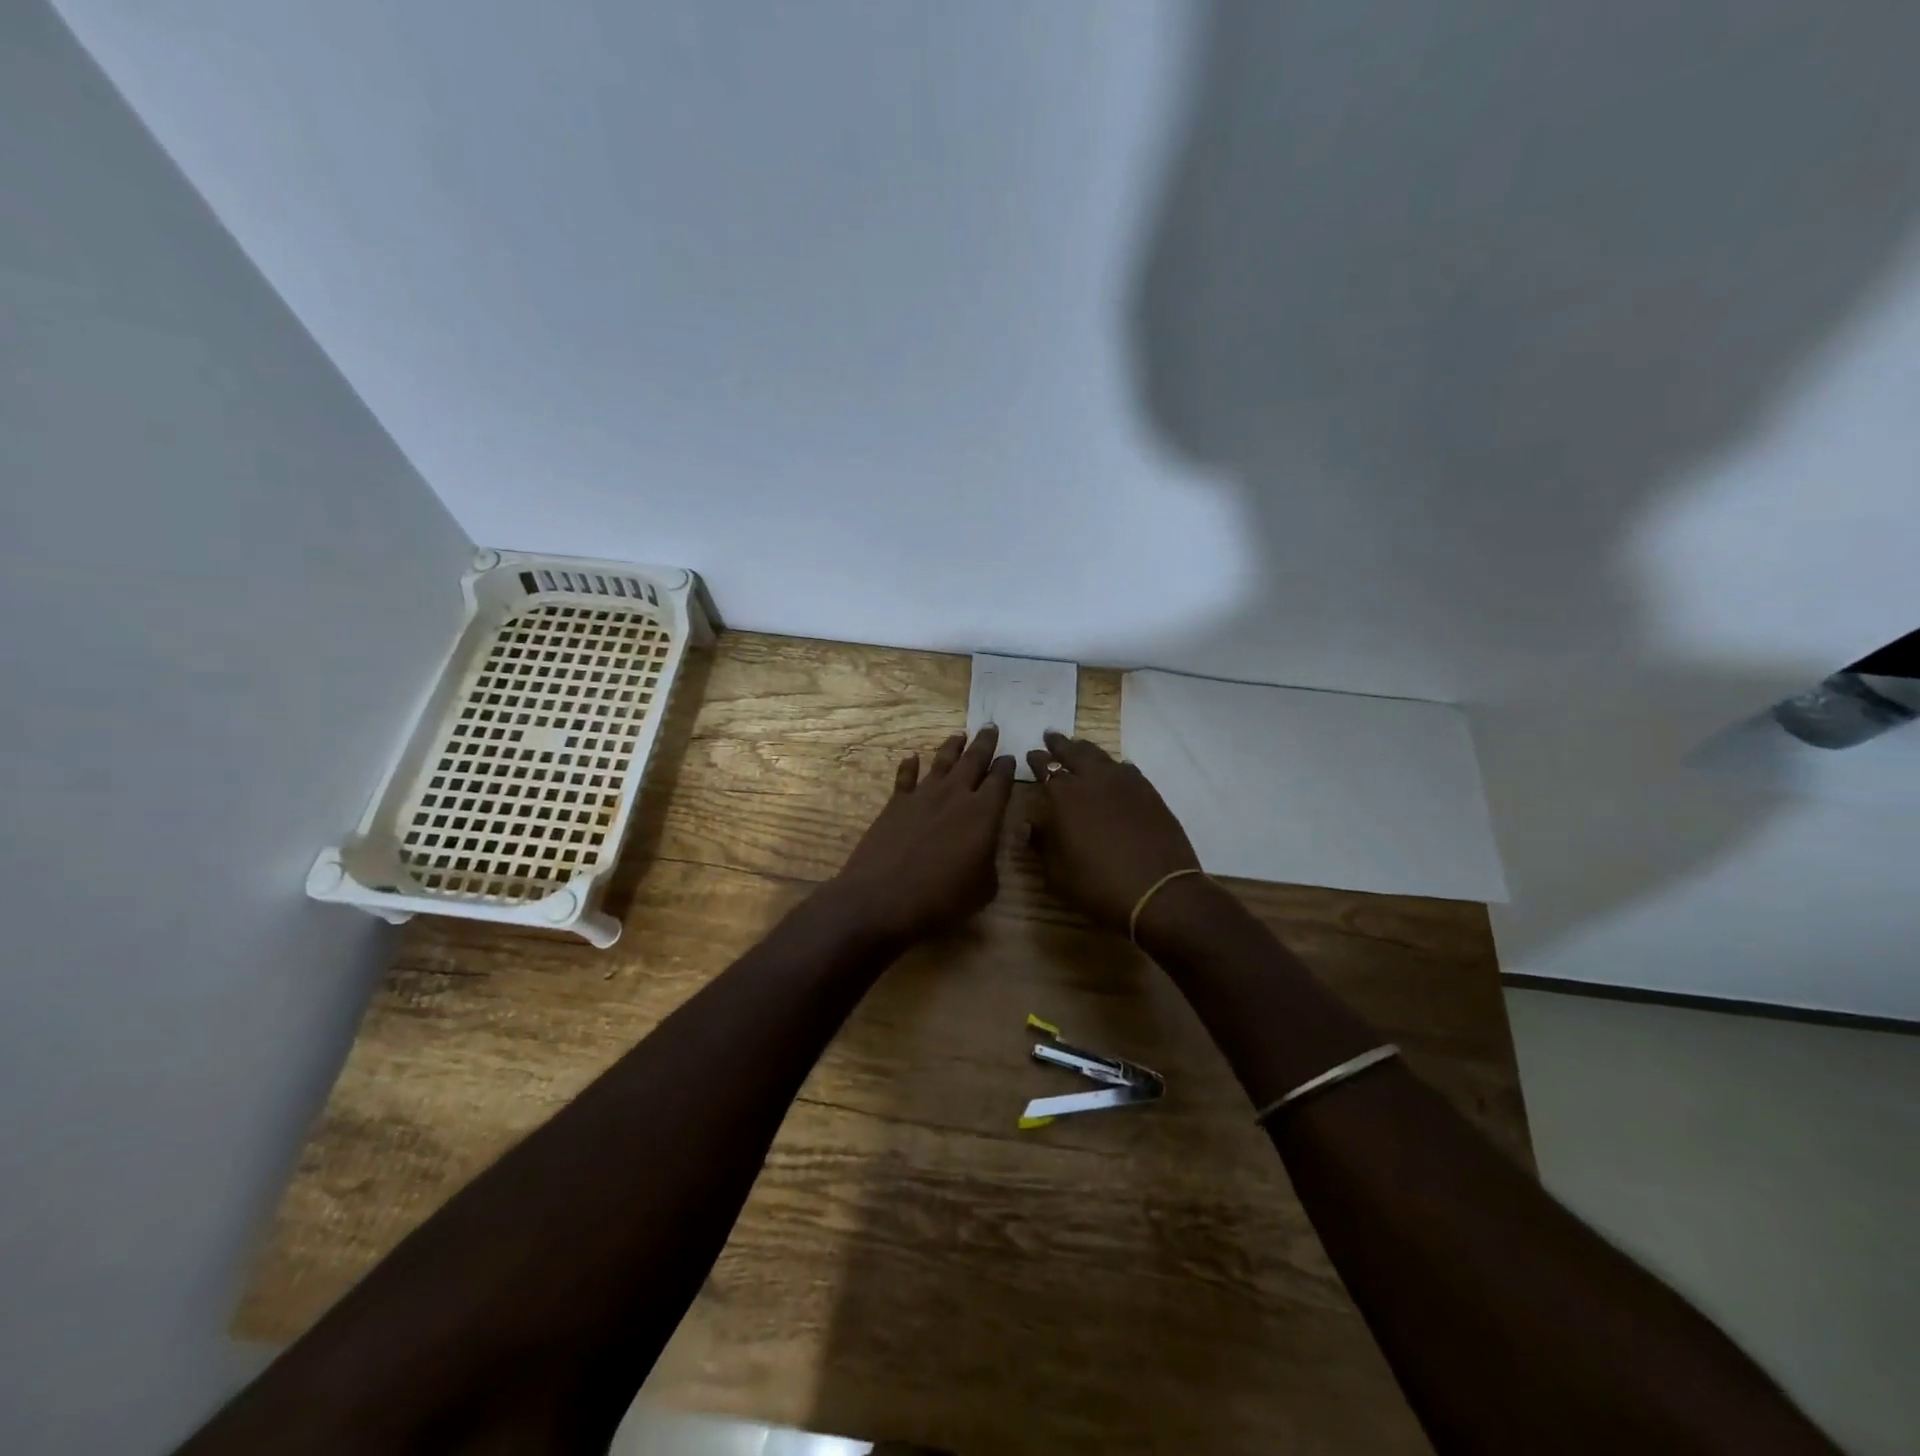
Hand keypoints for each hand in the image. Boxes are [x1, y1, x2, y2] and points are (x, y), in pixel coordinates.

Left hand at [830, 727, 1016, 942]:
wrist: (881, 899)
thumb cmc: (940, 899)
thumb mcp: (983, 888)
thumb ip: (989, 861)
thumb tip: (985, 848)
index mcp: (984, 813)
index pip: (1001, 780)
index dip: (1008, 767)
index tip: (1011, 757)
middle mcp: (955, 795)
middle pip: (974, 760)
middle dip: (984, 743)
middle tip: (991, 727)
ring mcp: (923, 795)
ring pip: (942, 761)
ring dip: (953, 746)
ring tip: (960, 735)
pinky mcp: (896, 803)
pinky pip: (906, 776)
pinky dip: (910, 765)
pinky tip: (912, 757)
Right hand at [1025, 730, 1200, 932]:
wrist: (1158, 892)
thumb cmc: (1098, 885)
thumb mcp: (1056, 873)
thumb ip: (1041, 843)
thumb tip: (1031, 824)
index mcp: (1064, 797)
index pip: (1045, 768)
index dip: (1037, 760)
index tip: (1032, 754)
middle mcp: (1093, 780)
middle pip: (1073, 752)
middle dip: (1060, 744)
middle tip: (1051, 735)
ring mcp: (1125, 783)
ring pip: (1101, 756)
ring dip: (1086, 750)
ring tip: (1079, 746)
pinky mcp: (1149, 792)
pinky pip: (1126, 769)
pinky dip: (1114, 766)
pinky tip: (1115, 770)